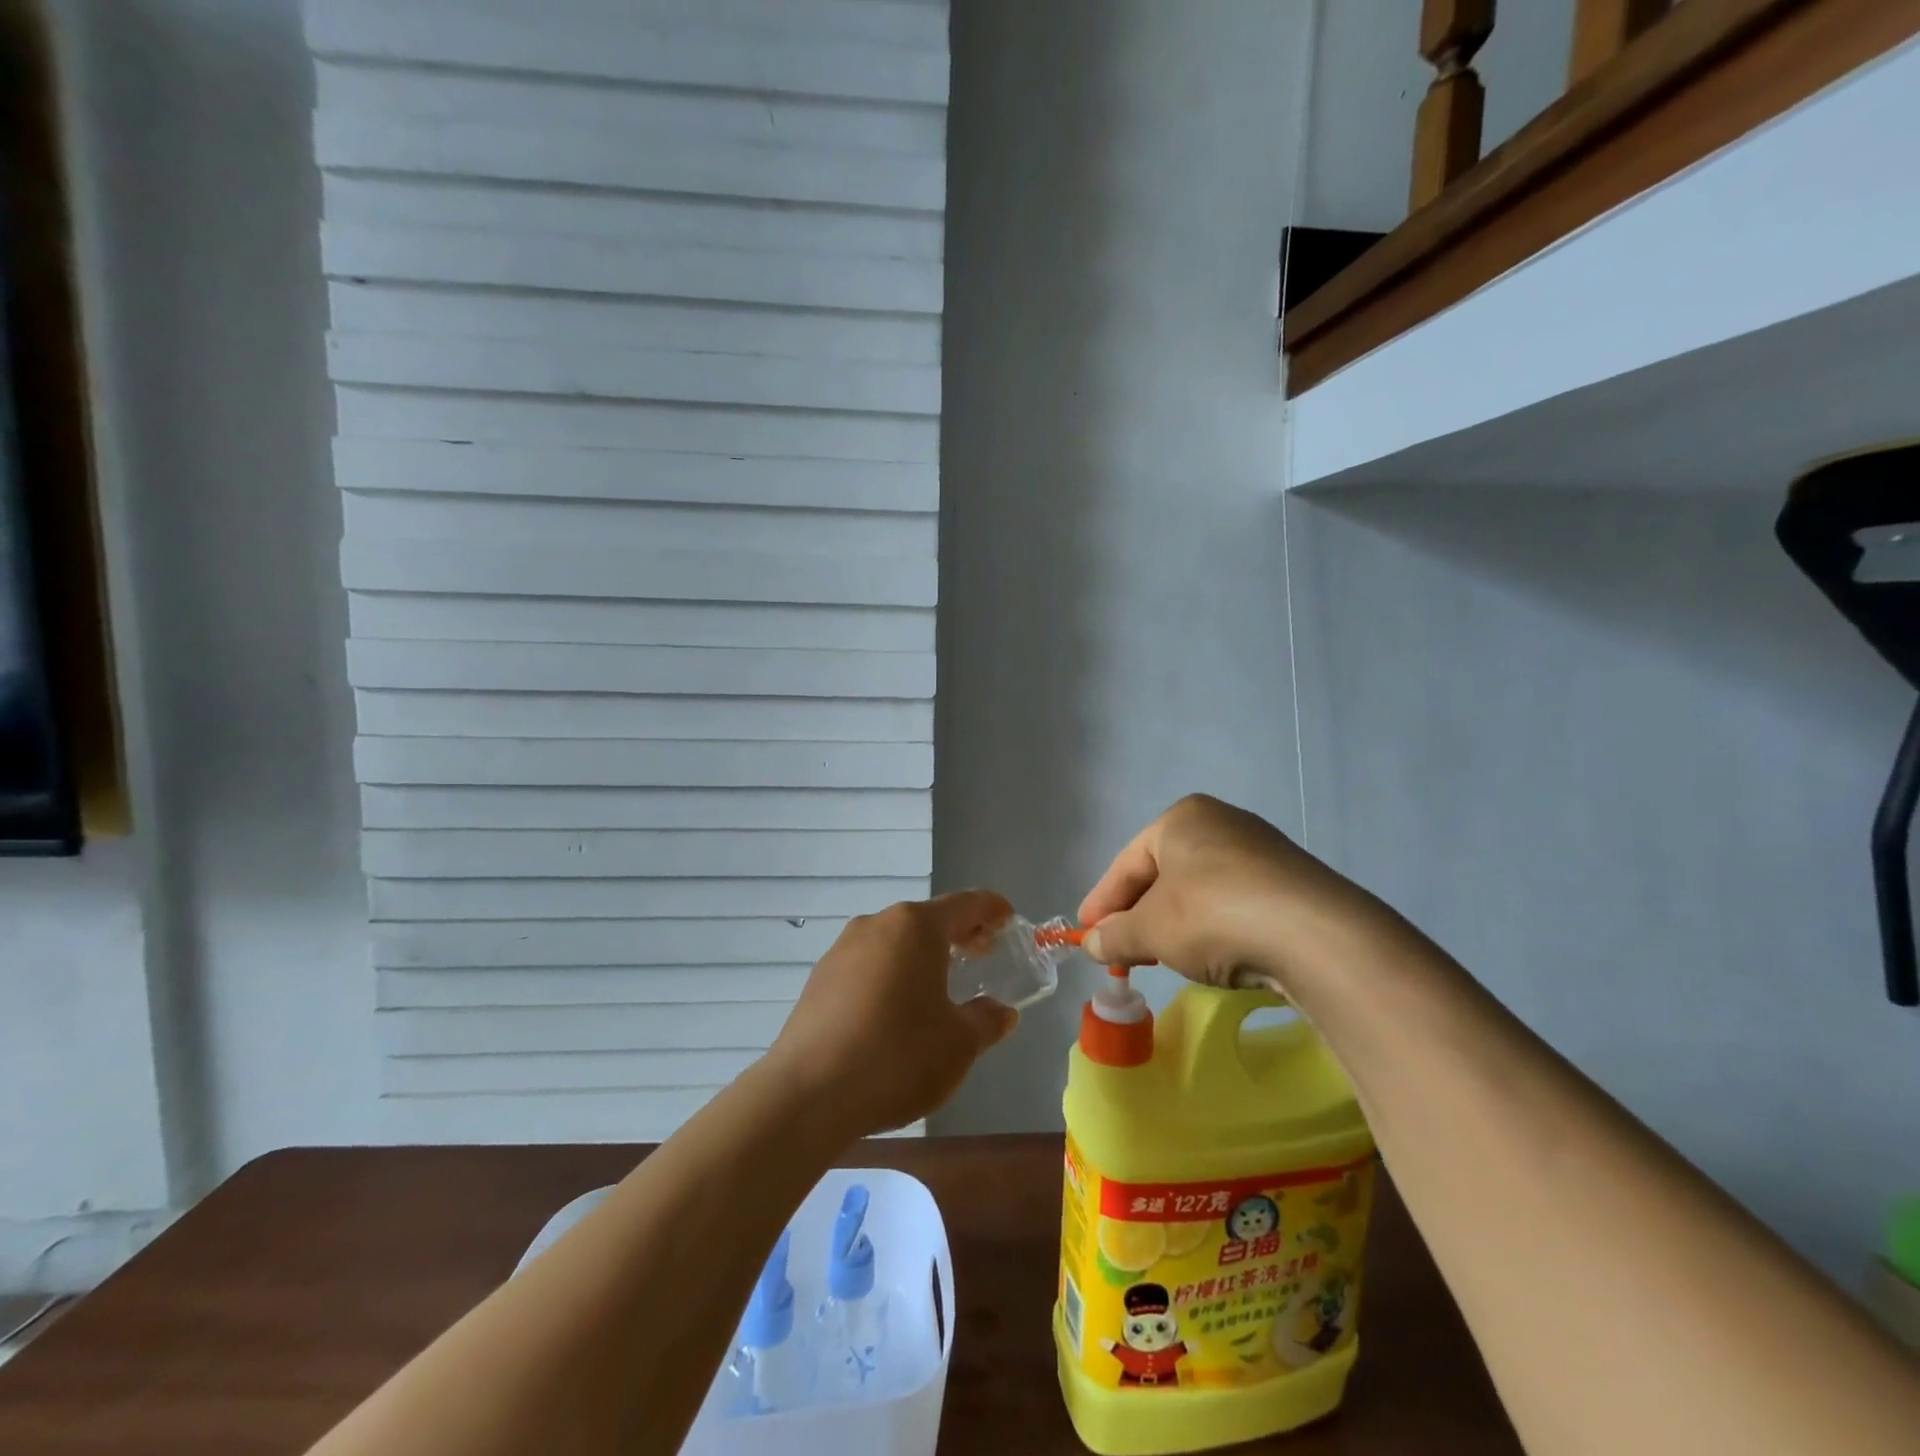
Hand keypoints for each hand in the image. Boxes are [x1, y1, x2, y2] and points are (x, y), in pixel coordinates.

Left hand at [766, 892, 1019, 1140]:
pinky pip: (868, 965)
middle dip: (958, 934)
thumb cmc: (897, 1056)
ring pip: (895, 941)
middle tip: (982, 954)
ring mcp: (842, 949)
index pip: (965, 904)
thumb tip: (1001, 1012)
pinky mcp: (819, 979)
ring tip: (940, 986)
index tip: (1009, 920)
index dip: (992, 909)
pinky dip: (891, 974)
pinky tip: (896, 1011)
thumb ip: (986, 1021)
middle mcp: (877, 925)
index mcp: (915, 926)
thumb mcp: (959, 1044)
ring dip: (922, 956)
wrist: (808, 1093)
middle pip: (927, 920)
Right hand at [1078, 794, 1391, 997]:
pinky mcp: (1291, 884)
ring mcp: (1262, 852)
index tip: (1085, 935)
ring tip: (1161, 957)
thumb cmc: (1213, 914)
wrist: (1316, 936)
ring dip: (1174, 924)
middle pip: (1163, 874)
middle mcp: (1222, 823)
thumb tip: (1091, 943)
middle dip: (1138, 914)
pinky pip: (1234, 904)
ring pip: (1199, 891)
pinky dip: (1213, 928)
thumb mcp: (1151, 929)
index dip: (1102, 902)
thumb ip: (1115, 935)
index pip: (1127, 862)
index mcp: (1182, 818)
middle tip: (1120, 950)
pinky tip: (1210, 956)